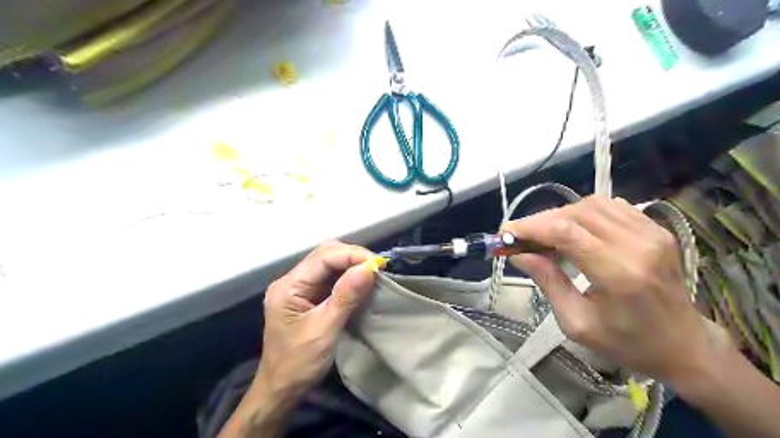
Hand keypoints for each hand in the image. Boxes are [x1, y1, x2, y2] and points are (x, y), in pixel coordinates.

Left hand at [217, 244, 378, 437]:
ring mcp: (299, 288)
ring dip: (352, 265)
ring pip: (329, 264)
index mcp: (288, 286)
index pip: (323, 257)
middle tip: (377, 268)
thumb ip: (345, 297)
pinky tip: (361, 283)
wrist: (281, 390)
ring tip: (373, 273)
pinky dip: (348, 277)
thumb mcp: (324, 330)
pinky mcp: (308, 297)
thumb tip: (368, 268)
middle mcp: (292, 281)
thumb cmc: (299, 364)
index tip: (377, 264)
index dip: (351, 255)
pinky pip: (331, 278)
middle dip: (352, 257)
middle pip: (325, 255)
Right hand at [507, 195, 732, 381]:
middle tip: (520, 235)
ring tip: (545, 233)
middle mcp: (638, 244)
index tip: (506, 231)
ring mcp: (651, 232)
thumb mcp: (576, 322)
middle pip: (576, 213)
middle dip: (541, 220)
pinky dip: (583, 212)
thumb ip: (547, 281)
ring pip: (591, 204)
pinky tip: (574, 229)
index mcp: (619, 273)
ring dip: (561, 214)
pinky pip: (610, 206)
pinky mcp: (656, 229)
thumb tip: (518, 253)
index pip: (566, 231)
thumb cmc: (627, 342)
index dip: (530, 226)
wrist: (683, 345)